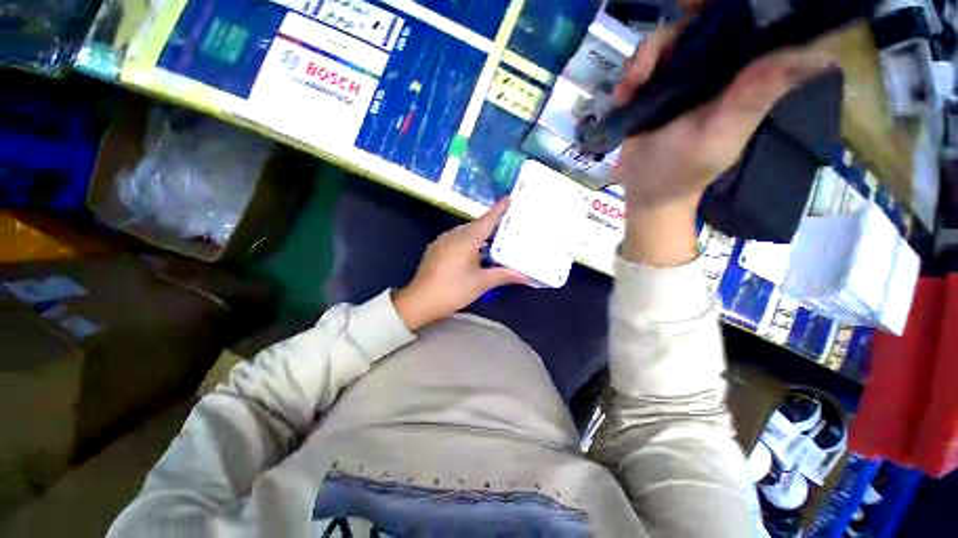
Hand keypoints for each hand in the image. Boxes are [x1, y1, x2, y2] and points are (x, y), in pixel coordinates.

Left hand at [393, 199, 528, 330]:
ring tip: (494, 238)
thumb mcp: (482, 282)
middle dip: (491, 223)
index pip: (487, 220)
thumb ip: (504, 275)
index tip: (509, 198)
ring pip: (465, 232)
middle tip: (507, 223)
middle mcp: (453, 234)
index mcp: (466, 238)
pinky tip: (474, 251)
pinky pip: (456, 238)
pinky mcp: (436, 249)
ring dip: (479, 233)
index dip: (499, 209)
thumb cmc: (454, 289)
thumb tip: (526, 276)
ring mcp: (442, 241)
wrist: (420, 300)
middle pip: (476, 224)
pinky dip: (468, 241)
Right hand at [611, 27, 834, 265]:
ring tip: (631, 86)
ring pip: (670, 38)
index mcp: (745, 75)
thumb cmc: (681, 171)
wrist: (645, 191)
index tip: (709, 7)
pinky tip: (623, 95)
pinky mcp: (656, 88)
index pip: (756, 22)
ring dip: (646, 56)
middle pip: (708, 20)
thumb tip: (820, 57)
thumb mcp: (718, 137)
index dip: (739, 7)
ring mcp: (684, 76)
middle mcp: (719, 67)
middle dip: (683, 23)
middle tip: (658, 51)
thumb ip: (754, 98)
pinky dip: (631, 73)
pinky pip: (645, 63)